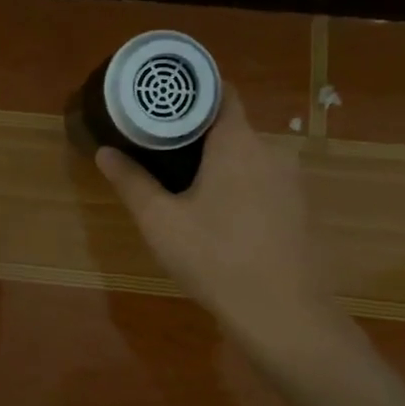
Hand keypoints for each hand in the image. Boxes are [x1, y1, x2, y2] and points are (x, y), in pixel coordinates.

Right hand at [95, 89, 325, 342]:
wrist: (282, 313)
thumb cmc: (215, 258)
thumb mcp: (161, 222)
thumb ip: (131, 182)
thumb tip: (104, 152)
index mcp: (237, 142)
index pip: (220, 92)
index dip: (192, 92)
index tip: (164, 102)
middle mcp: (271, 150)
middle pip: (232, 127)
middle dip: (199, 135)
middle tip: (162, 150)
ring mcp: (291, 181)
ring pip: (249, 158)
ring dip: (221, 165)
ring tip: (187, 185)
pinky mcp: (300, 209)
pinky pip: (265, 183)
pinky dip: (242, 188)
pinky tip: (223, 218)